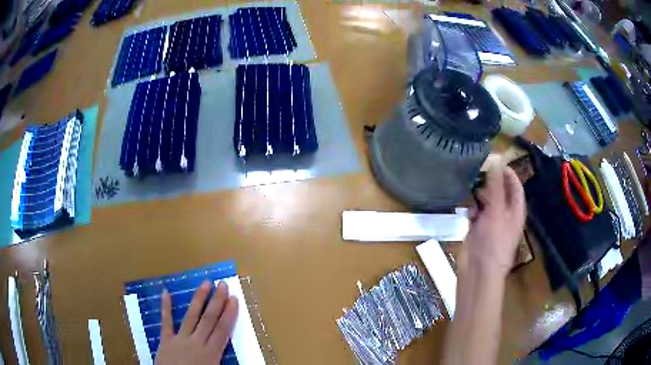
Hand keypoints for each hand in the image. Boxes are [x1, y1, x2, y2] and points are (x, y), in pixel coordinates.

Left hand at [155, 281, 238, 364]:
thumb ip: (225, 361)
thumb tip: (247, 361)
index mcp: (211, 353)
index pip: (223, 330)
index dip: (229, 314)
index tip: (234, 299)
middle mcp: (197, 343)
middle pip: (209, 319)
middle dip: (217, 301)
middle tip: (223, 284)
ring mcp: (180, 339)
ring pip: (191, 316)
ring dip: (199, 299)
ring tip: (205, 283)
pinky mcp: (165, 340)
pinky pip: (166, 322)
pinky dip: (166, 307)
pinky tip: (166, 292)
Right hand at [465, 166, 525, 276]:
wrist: (478, 271)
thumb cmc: (493, 241)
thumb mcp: (497, 209)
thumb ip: (496, 184)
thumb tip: (496, 158)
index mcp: (516, 210)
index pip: (515, 185)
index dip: (507, 172)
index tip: (494, 161)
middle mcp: (506, 214)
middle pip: (500, 192)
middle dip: (490, 183)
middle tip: (478, 173)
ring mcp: (492, 223)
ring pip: (487, 202)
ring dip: (480, 196)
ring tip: (472, 190)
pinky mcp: (479, 230)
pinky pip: (477, 214)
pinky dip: (473, 211)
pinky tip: (469, 213)